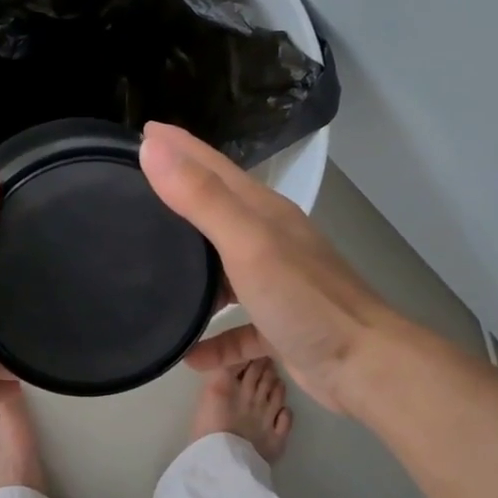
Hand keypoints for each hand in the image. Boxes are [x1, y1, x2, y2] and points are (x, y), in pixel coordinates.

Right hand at [139, 123, 393, 411]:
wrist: (363, 365)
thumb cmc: (304, 300)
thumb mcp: (248, 243)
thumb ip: (202, 198)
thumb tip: (153, 146)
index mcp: (263, 213)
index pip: (213, 167)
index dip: (179, 147)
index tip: (142, 131)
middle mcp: (269, 241)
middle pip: (216, 213)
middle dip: (178, 202)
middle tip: (134, 196)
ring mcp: (276, 284)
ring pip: (224, 271)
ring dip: (193, 273)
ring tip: (151, 273)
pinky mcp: (279, 326)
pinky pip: (237, 329)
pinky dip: (215, 339)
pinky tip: (188, 355)